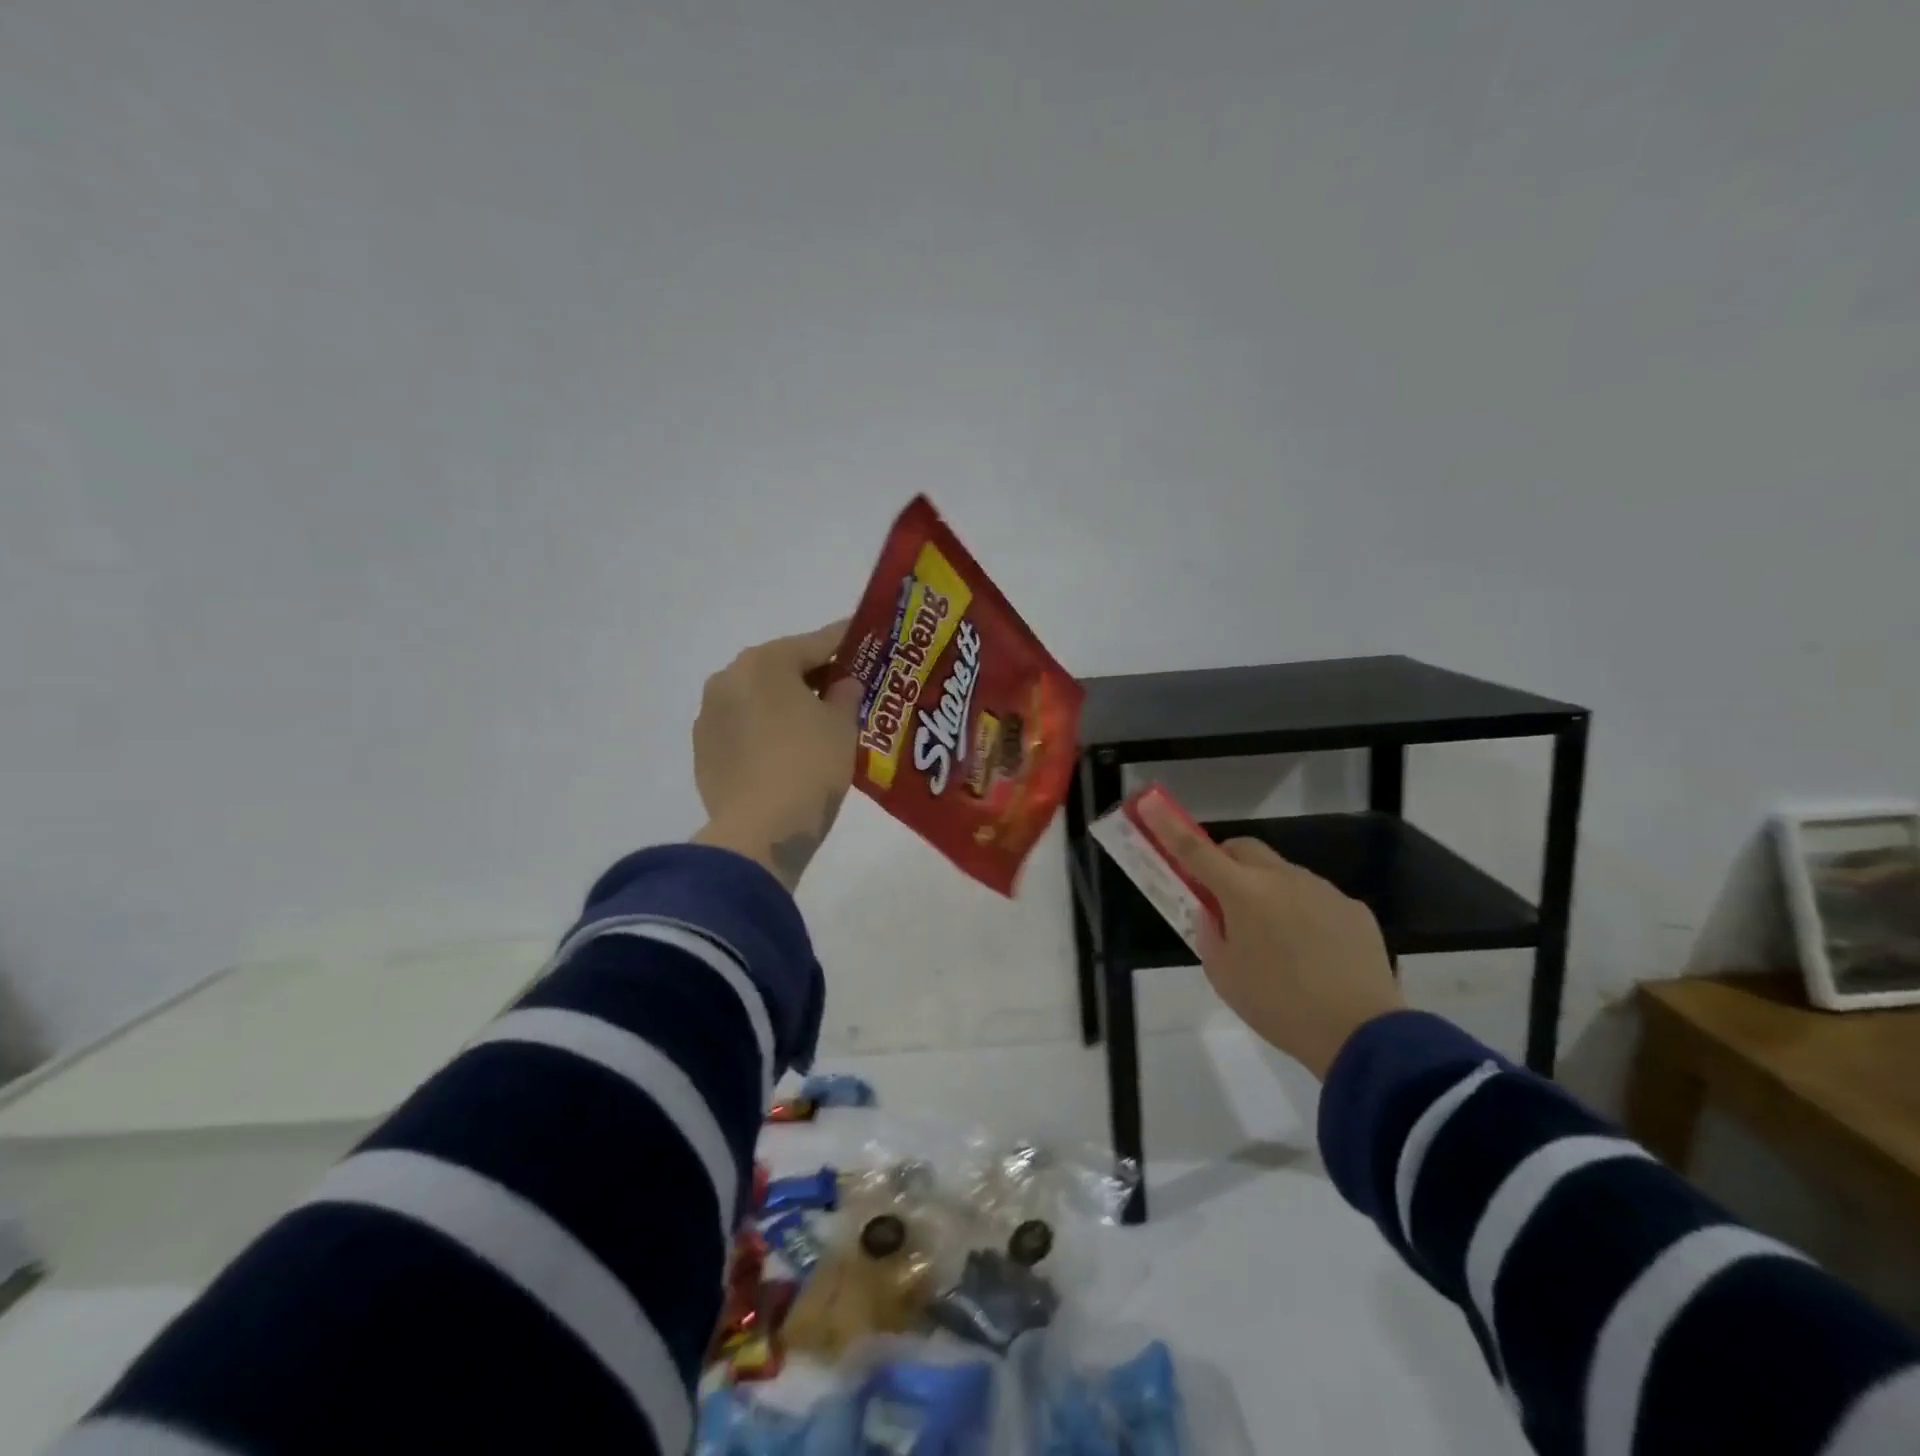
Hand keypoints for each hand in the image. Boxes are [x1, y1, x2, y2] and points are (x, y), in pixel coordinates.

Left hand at [692, 621, 863, 890]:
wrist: (760, 832)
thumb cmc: (810, 766)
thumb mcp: (843, 726)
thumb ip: (846, 695)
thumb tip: (842, 684)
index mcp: (764, 662)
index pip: (816, 643)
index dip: (848, 643)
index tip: (869, 642)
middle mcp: (728, 679)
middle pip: (781, 668)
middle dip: (814, 677)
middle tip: (846, 690)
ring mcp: (710, 716)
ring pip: (758, 699)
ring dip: (785, 705)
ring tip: (817, 725)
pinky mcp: (704, 752)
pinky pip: (743, 729)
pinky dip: (765, 732)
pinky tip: (787, 753)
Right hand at [1137, 797, 1405, 1077]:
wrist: (1362, 1034)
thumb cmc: (1279, 1006)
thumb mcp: (1225, 977)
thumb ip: (1209, 935)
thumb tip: (1213, 913)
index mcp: (1244, 894)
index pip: (1196, 851)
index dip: (1170, 828)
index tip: (1152, 805)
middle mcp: (1283, 879)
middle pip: (1243, 849)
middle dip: (1225, 862)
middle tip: (1222, 897)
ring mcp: (1322, 890)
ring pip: (1282, 874)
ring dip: (1267, 890)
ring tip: (1277, 941)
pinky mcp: (1353, 909)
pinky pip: (1316, 898)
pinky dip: (1303, 912)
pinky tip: (1314, 954)